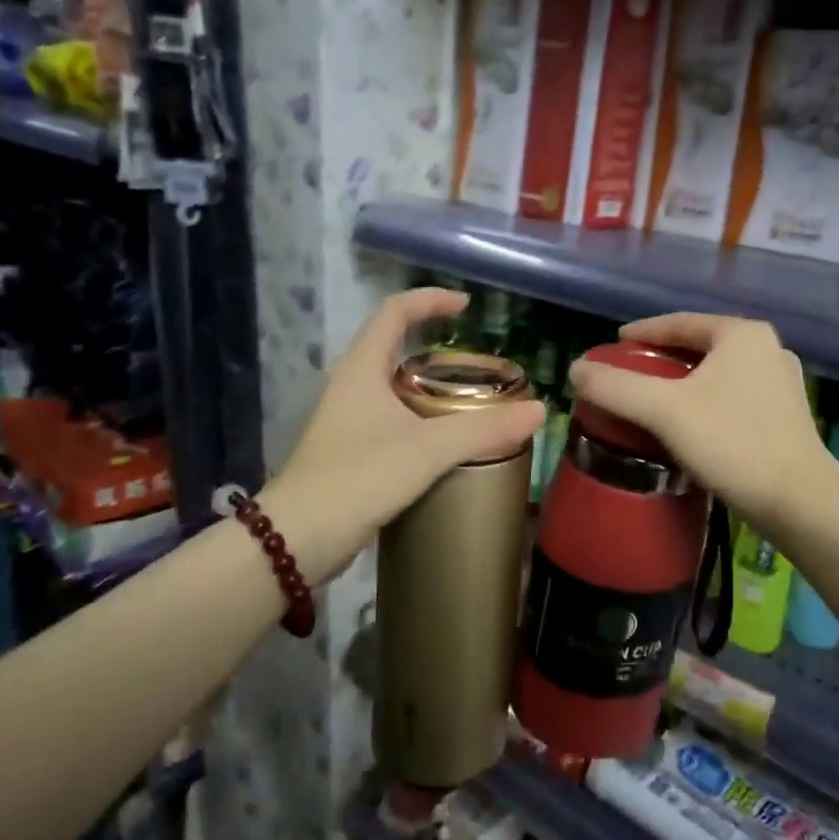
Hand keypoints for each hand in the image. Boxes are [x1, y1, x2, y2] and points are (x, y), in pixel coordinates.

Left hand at [259, 289, 544, 584]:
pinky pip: (391, 423)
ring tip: (468, 402)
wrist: (299, 538)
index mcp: (361, 369)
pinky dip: (420, 422)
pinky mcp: (350, 454)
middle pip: (392, 349)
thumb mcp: (427, 449)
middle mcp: (350, 387)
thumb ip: (483, 429)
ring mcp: (346, 422)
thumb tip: (539, 411)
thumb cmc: (359, 476)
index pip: (393, 312)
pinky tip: (444, 446)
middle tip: (476, 365)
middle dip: (434, 348)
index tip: (465, 305)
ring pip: (392, 389)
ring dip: (428, 388)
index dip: (429, 300)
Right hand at [567, 314, 832, 528]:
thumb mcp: (664, 411)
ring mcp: (781, 383)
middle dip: (661, 359)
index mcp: (742, 334)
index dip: (642, 332)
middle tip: (628, 374)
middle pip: (699, 346)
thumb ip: (615, 387)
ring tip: (651, 399)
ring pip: (716, 373)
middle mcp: (767, 349)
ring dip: (682, 383)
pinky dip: (704, 401)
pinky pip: (732, 396)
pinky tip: (687, 424)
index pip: (680, 322)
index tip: (613, 345)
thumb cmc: (731, 443)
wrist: (799, 502)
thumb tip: (574, 369)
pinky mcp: (785, 415)